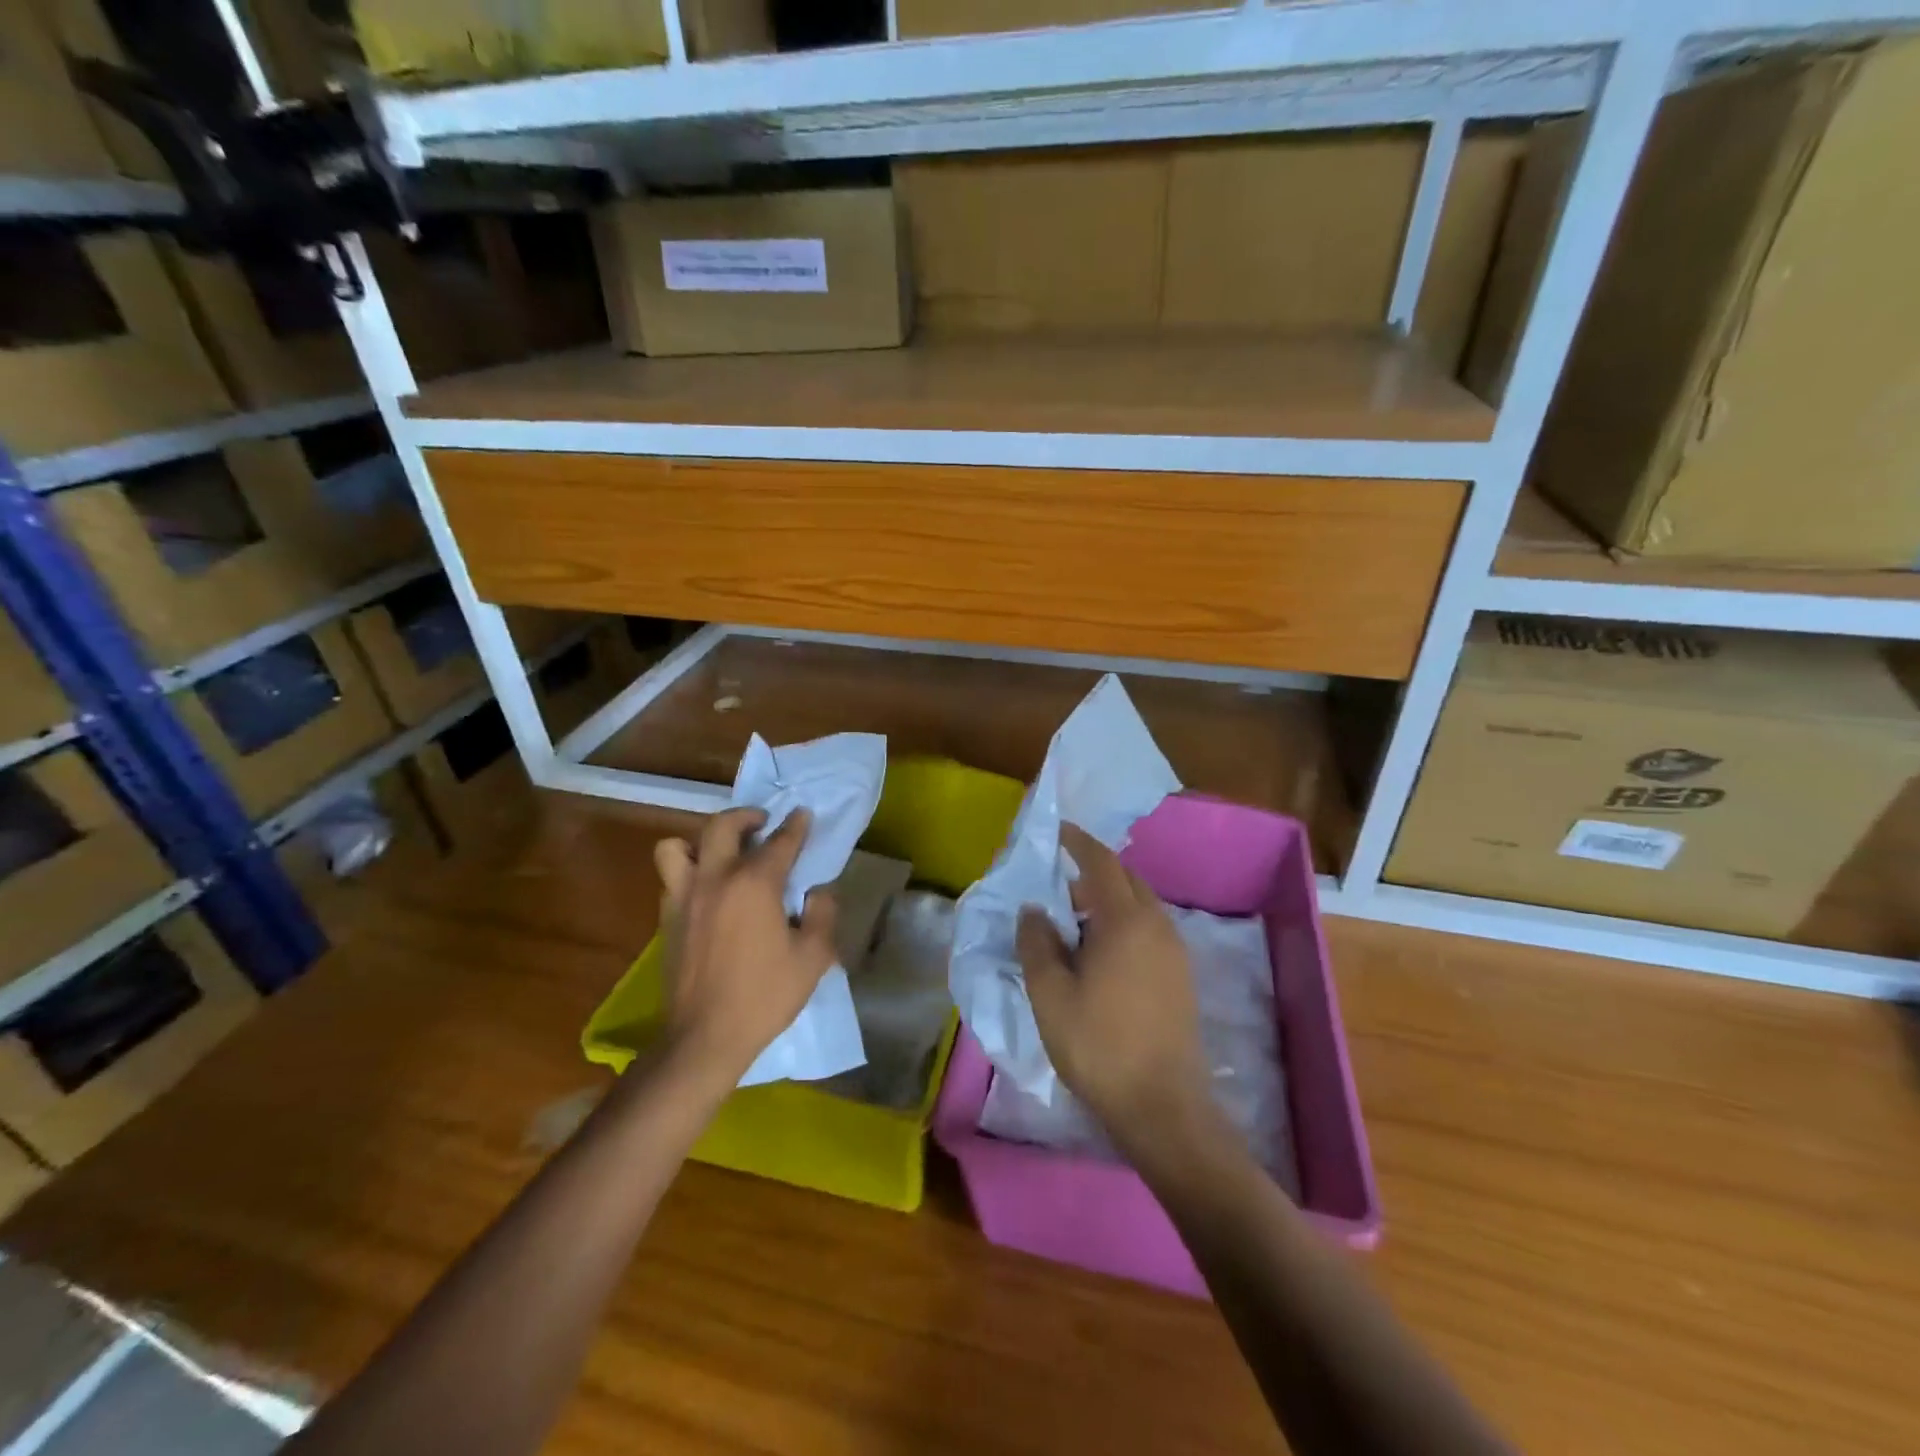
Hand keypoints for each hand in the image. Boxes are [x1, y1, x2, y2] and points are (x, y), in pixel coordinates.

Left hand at [652, 808, 838, 1085]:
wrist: (705, 1038)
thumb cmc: (765, 996)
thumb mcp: (813, 957)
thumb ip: (822, 914)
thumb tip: (818, 892)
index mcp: (754, 884)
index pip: (779, 841)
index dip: (796, 826)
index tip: (803, 814)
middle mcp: (715, 878)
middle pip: (722, 826)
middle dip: (745, 816)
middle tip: (762, 823)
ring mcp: (684, 897)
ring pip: (678, 846)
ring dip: (702, 840)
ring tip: (723, 853)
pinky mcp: (667, 919)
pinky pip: (672, 877)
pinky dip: (689, 871)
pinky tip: (709, 890)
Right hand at [1018, 824, 1216, 1163]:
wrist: (1162, 1106)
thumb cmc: (1099, 1045)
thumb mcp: (1050, 994)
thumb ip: (1037, 943)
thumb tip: (1034, 909)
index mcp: (1125, 920)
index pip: (1101, 863)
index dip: (1078, 842)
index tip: (1057, 831)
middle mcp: (1157, 924)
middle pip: (1125, 879)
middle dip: (1093, 870)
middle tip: (1058, 881)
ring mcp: (1174, 950)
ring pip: (1140, 905)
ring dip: (1108, 899)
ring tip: (1075, 918)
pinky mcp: (1181, 975)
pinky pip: (1149, 929)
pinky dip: (1123, 922)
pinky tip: (1101, 951)